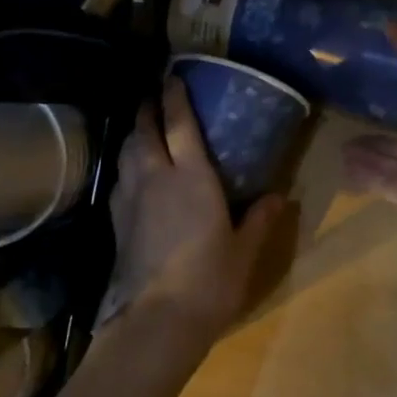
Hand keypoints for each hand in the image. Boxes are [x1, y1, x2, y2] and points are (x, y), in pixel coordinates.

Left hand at [101, 78, 286, 349]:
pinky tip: (131, 174)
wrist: (158, 319)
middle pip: (144, 132)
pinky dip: (125, 166)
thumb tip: (279, 196)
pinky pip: (119, 180)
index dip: (175, 98)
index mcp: (192, 178)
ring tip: (140, 129)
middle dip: (147, 109)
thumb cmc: (210, 280)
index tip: (172, 77)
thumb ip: (259, 220)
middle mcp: (157, 178)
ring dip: (133, 135)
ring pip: (126, 153)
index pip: (179, 125)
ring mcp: (132, 199)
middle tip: (152, 96)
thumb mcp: (244, 251)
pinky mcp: (118, 222)